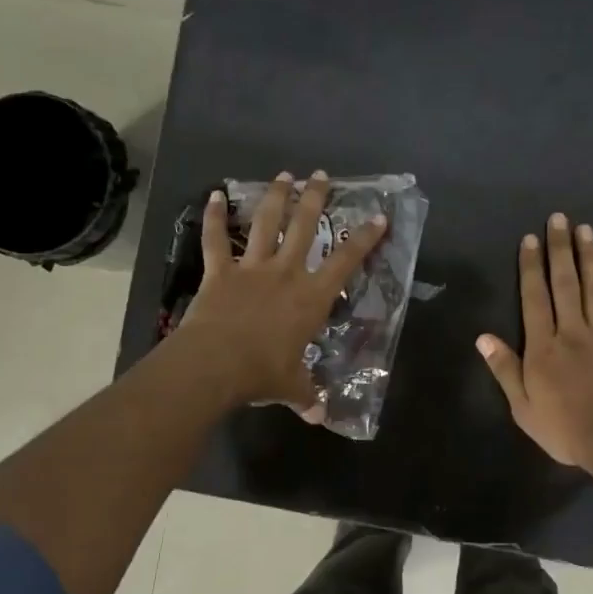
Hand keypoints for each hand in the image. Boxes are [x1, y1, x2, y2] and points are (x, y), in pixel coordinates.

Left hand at [176, 171, 386, 414]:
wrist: (215, 364)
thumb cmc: (262, 373)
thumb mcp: (291, 387)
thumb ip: (307, 397)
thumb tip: (319, 418)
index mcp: (311, 297)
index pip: (346, 261)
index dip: (365, 238)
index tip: (378, 216)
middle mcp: (286, 273)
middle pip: (305, 227)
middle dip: (314, 198)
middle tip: (321, 176)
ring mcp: (251, 268)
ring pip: (266, 223)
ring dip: (275, 197)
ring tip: (284, 175)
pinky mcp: (220, 272)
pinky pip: (216, 240)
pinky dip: (214, 217)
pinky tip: (214, 194)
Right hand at [477, 212, 592, 474]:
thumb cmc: (565, 429)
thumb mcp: (523, 407)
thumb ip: (505, 369)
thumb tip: (482, 337)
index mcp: (544, 348)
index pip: (534, 299)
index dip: (530, 268)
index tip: (530, 239)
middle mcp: (572, 333)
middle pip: (565, 285)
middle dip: (559, 251)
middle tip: (558, 219)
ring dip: (590, 258)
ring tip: (585, 230)